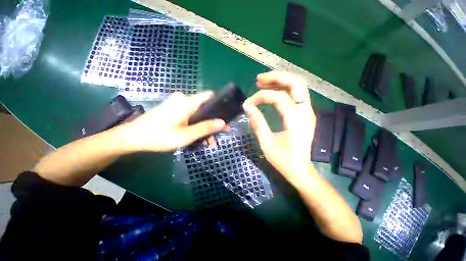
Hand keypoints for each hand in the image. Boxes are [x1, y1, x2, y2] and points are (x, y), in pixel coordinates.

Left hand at [122, 92, 225, 151]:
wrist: (133, 137)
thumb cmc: (160, 136)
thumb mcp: (186, 135)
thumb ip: (206, 128)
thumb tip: (223, 122)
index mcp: (188, 102)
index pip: (210, 96)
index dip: (220, 105)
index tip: (225, 117)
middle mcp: (183, 99)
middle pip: (205, 106)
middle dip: (212, 121)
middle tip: (216, 135)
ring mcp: (177, 103)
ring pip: (198, 112)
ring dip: (204, 125)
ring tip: (208, 141)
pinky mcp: (173, 108)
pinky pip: (190, 114)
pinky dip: (195, 123)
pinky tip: (197, 136)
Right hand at [243, 71, 315, 187]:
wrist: (300, 170)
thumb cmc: (283, 160)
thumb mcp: (267, 144)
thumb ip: (258, 124)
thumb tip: (247, 107)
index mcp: (297, 121)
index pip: (279, 97)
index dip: (261, 97)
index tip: (248, 104)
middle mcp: (306, 112)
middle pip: (296, 83)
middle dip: (276, 77)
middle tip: (258, 79)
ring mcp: (307, 112)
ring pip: (298, 86)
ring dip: (280, 80)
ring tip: (262, 82)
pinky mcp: (304, 114)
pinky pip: (296, 94)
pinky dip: (284, 88)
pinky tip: (272, 90)